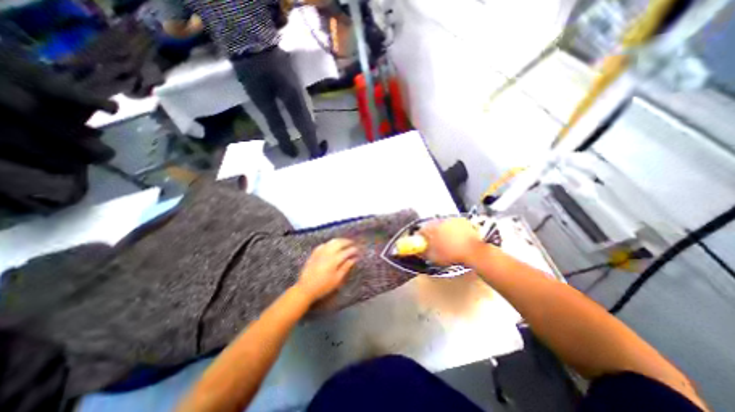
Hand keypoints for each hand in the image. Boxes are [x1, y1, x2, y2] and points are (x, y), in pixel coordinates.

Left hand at [296, 238, 358, 301]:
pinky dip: (330, 243)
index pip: (347, 251)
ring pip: (331, 241)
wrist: (305, 288)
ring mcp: (320, 252)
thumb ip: (345, 267)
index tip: (358, 251)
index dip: (353, 250)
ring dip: (339, 240)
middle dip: (347, 242)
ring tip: (344, 242)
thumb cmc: (323, 286)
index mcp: (334, 260)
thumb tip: (353, 259)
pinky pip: (324, 244)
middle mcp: (327, 253)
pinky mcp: (314, 253)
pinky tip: (332, 246)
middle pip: (339, 243)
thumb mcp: (337, 279)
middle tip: (352, 243)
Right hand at [423, 217, 486, 265]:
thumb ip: (423, 252)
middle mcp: (440, 221)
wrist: (474, 251)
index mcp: (431, 229)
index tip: (422, 243)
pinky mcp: (461, 220)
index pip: (420, 231)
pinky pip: (453, 224)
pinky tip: (456, 238)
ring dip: (442, 231)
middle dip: (431, 234)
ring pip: (442, 225)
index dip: (420, 238)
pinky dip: (452, 229)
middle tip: (435, 243)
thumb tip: (418, 251)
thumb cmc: (452, 255)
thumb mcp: (434, 257)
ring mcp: (451, 219)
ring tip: (447, 242)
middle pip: (431, 226)